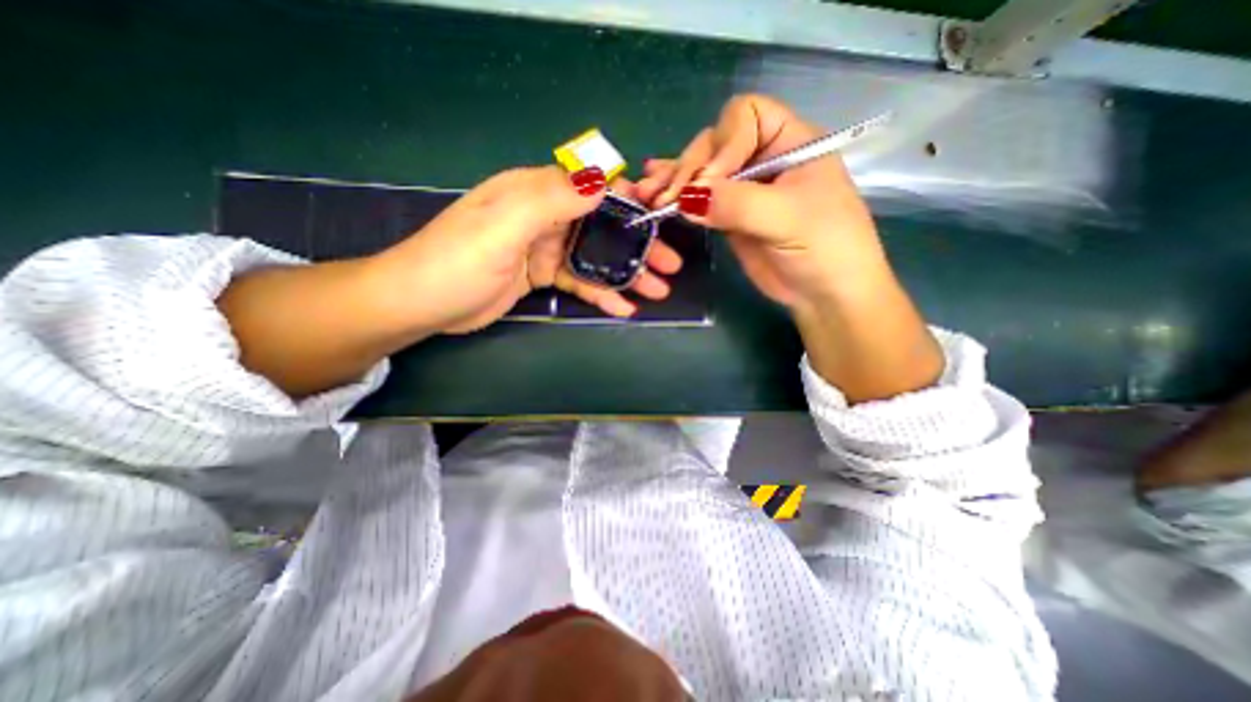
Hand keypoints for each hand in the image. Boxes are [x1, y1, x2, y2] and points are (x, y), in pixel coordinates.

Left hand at [372, 167, 683, 335]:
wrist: (421, 305)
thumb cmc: (456, 262)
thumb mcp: (502, 226)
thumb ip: (551, 200)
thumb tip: (602, 180)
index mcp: (534, 192)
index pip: (591, 186)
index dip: (628, 199)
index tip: (659, 217)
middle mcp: (544, 216)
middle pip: (601, 226)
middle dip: (637, 245)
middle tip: (670, 265)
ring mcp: (544, 248)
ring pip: (595, 257)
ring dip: (626, 273)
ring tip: (657, 291)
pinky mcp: (541, 275)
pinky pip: (579, 281)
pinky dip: (602, 294)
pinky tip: (623, 308)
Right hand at [637, 94, 887, 311]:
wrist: (824, 293)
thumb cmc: (824, 249)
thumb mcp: (787, 220)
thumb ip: (737, 204)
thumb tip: (687, 197)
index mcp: (789, 142)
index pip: (746, 117)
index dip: (723, 144)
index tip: (711, 183)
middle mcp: (763, 158)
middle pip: (715, 144)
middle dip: (689, 169)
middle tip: (667, 199)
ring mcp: (743, 188)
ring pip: (702, 172)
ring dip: (673, 181)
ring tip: (648, 195)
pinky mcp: (728, 214)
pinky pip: (699, 199)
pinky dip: (677, 196)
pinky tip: (653, 193)